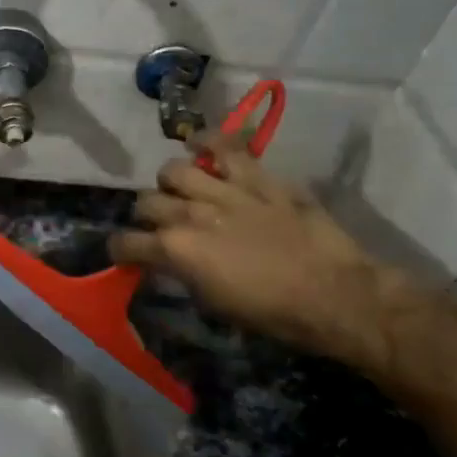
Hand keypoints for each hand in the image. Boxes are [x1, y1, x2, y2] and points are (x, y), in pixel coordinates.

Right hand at [109, 138, 408, 370]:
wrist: (335, 296)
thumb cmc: (272, 313)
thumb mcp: (213, 303)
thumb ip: (183, 274)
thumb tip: (170, 263)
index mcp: (176, 251)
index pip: (126, 242)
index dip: (121, 250)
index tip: (127, 255)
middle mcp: (190, 214)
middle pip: (145, 201)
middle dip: (146, 215)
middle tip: (161, 225)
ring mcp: (223, 191)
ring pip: (174, 170)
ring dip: (172, 183)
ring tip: (184, 189)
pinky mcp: (257, 178)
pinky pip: (225, 146)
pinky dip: (208, 142)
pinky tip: (202, 146)